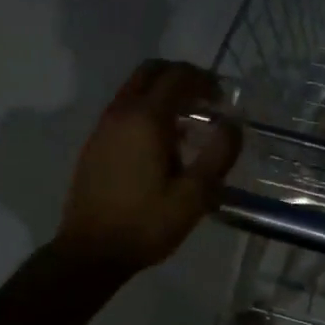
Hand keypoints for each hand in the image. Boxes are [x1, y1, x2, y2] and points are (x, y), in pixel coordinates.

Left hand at [54, 60, 242, 275]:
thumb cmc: (146, 224)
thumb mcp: (195, 195)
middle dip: (181, 77)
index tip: (223, 99)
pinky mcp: (95, 143)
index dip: (204, 80)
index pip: (178, 76)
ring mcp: (103, 126)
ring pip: (135, 89)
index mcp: (146, 119)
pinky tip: (163, 143)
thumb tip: (233, 123)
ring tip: (190, 124)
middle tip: (205, 100)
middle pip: (151, 71)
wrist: (90, 252)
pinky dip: (147, 109)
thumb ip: (219, 154)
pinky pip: (124, 109)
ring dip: (163, 93)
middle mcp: (121, 112)